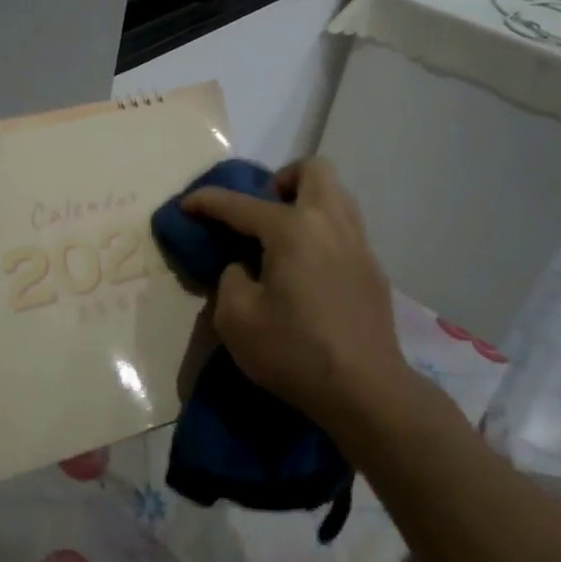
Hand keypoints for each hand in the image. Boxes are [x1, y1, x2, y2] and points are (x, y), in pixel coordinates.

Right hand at [182, 157, 403, 425]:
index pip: (241, 204)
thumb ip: (230, 279)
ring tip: (283, 238)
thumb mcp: (236, 319)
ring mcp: (358, 244)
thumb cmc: (294, 352)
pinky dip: (322, 231)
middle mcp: (330, 223)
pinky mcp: (373, 269)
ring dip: (306, 201)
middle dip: (281, 180)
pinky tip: (308, 269)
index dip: (208, 202)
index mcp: (293, 230)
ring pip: (336, 195)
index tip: (187, 205)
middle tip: (260, 213)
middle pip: (313, 171)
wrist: (366, 391)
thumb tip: (244, 267)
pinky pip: (345, 228)